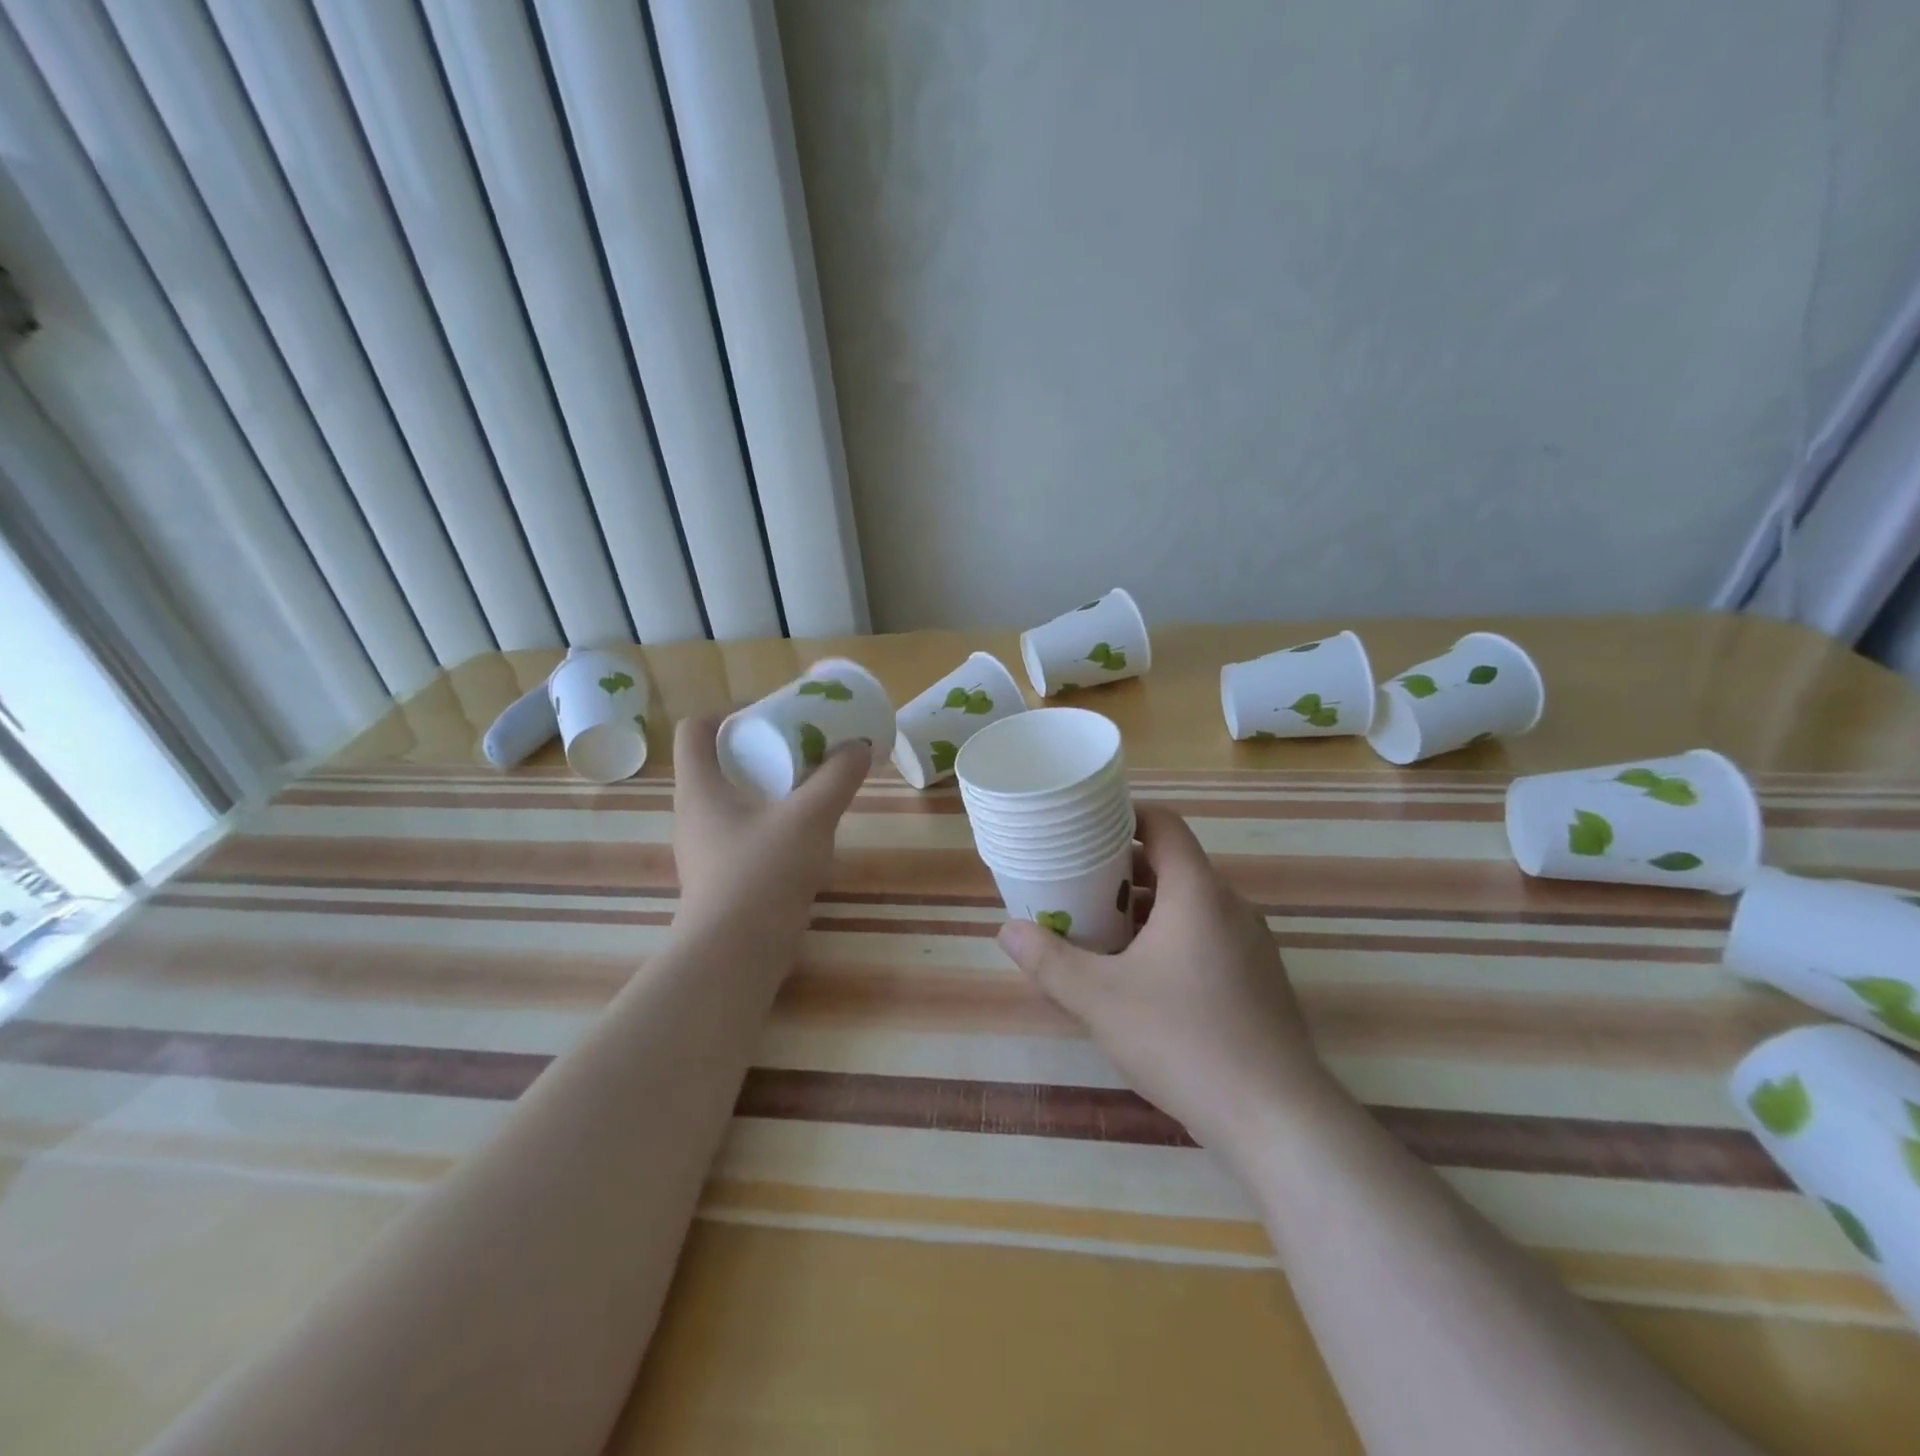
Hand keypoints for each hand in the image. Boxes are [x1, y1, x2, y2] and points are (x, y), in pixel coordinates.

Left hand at [670, 715, 868, 938]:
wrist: (736, 954)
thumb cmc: (763, 872)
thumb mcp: (810, 817)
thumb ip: (837, 778)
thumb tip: (859, 746)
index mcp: (700, 788)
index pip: (695, 731)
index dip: (727, 713)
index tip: (768, 715)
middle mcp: (693, 814)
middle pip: (718, 764)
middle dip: (759, 750)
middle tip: (800, 748)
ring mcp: (704, 850)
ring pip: (733, 802)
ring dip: (767, 789)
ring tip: (808, 789)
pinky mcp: (720, 878)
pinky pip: (743, 835)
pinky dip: (770, 824)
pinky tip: (804, 837)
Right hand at [996, 806, 1336, 1154]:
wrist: (1276, 1117)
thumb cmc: (1183, 1039)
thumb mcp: (1100, 1000)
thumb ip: (1049, 961)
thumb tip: (1006, 931)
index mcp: (1198, 893)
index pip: (1164, 825)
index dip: (1125, 816)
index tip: (1086, 829)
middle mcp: (1231, 907)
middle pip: (1173, 865)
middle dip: (1122, 871)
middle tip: (1077, 886)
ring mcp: (1251, 945)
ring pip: (1190, 905)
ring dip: (1145, 909)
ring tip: (1100, 932)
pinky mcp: (1259, 980)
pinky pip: (1208, 937)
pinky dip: (1171, 938)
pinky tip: (1142, 979)